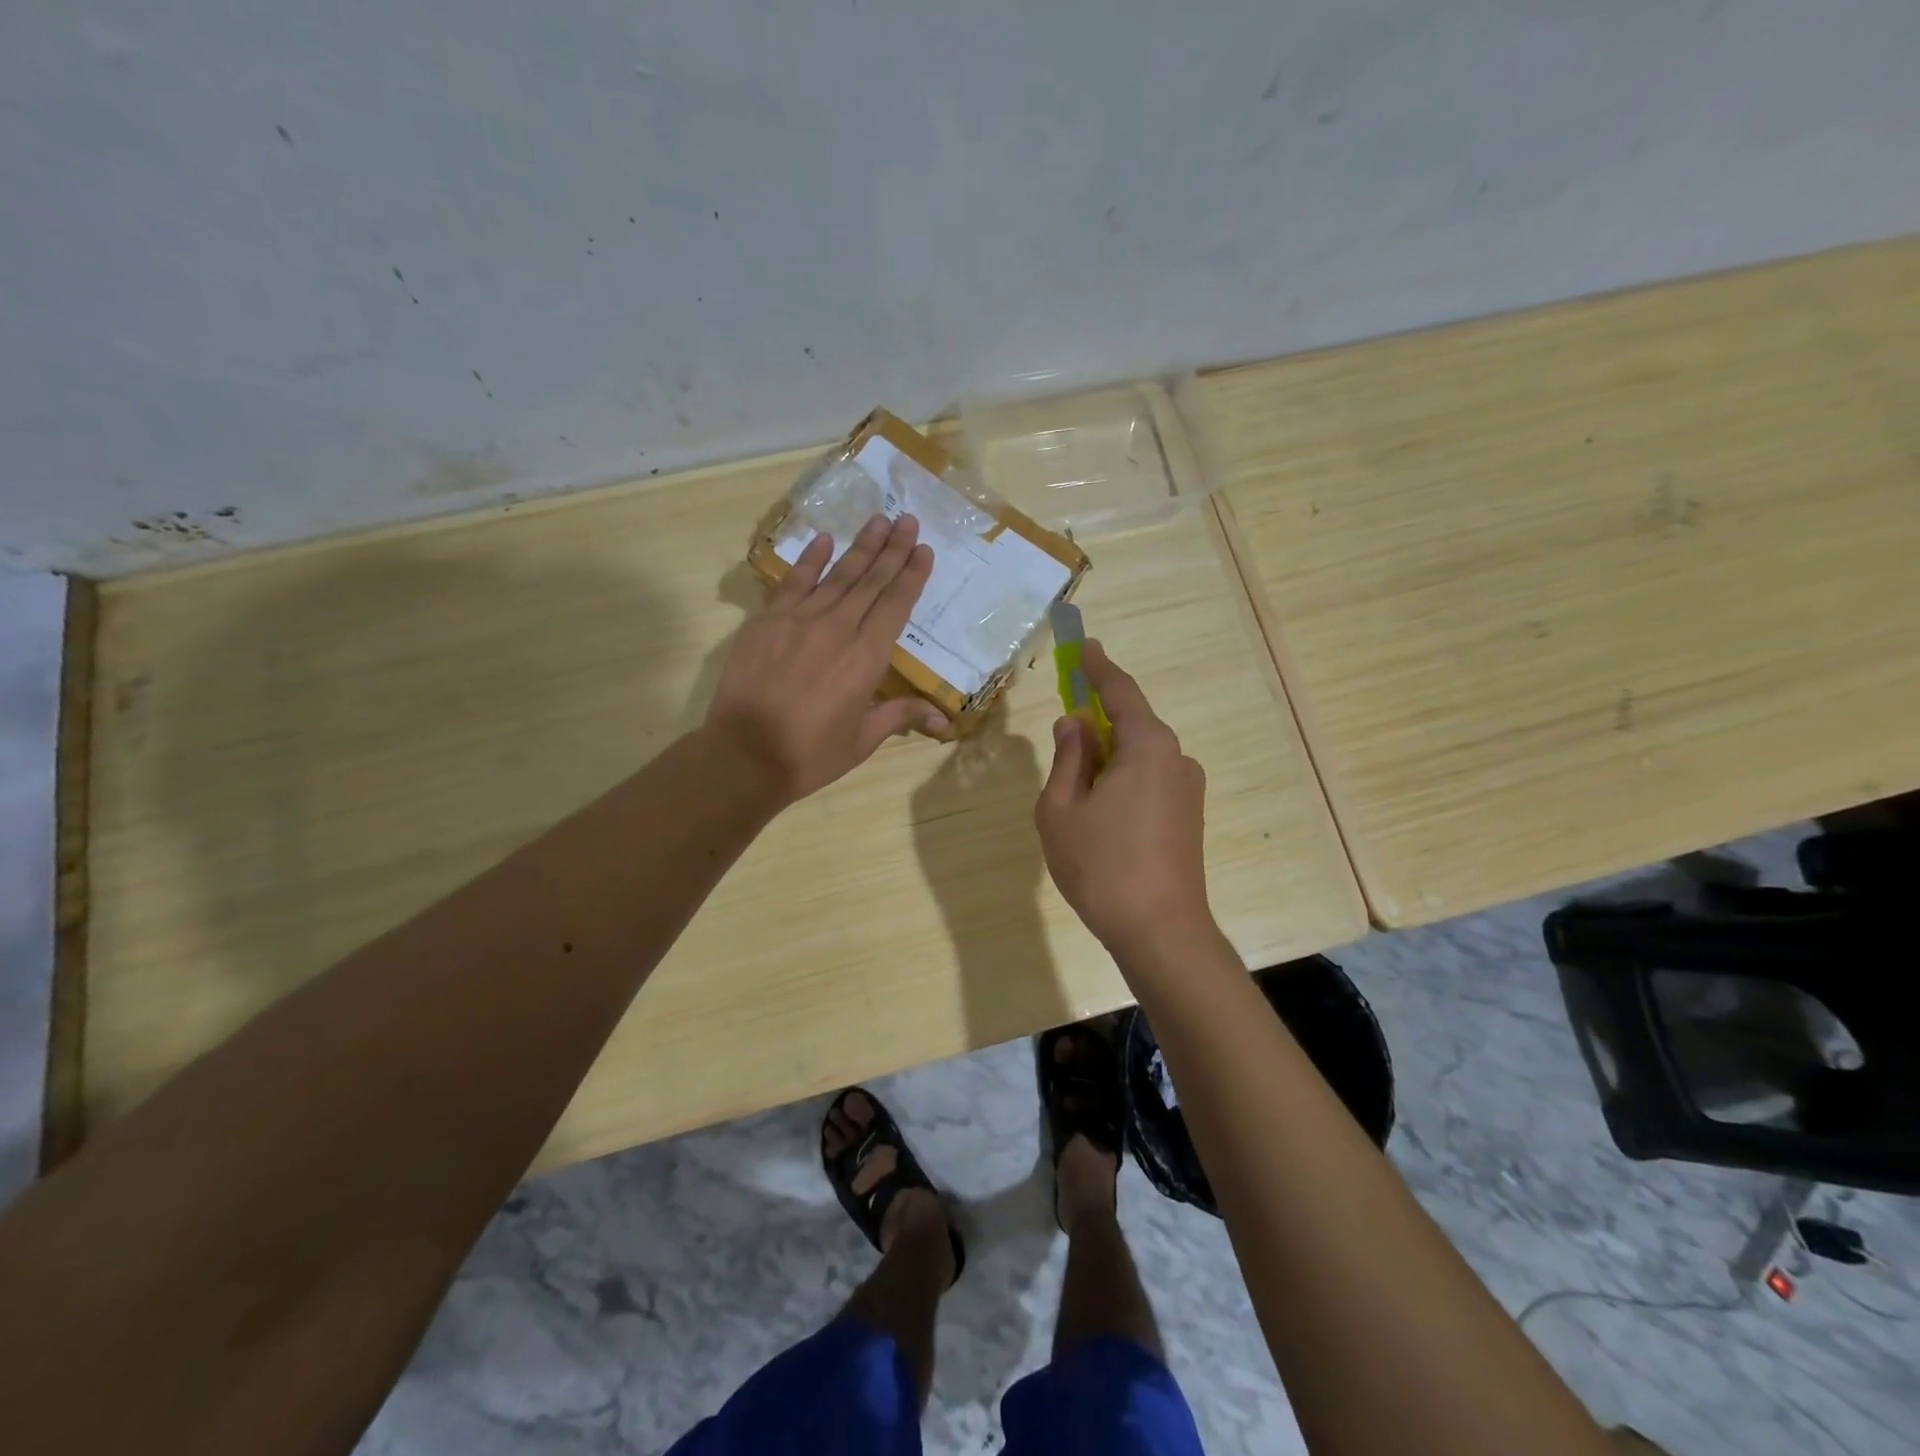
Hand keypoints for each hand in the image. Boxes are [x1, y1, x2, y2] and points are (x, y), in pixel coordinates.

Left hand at [706, 514, 946, 804]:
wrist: (744, 755)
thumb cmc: (810, 754)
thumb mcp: (862, 740)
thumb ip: (900, 716)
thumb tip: (945, 719)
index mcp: (866, 658)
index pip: (896, 605)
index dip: (911, 575)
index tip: (923, 549)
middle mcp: (838, 629)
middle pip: (870, 581)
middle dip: (892, 549)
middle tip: (908, 519)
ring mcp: (799, 620)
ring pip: (837, 575)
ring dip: (860, 547)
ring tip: (878, 520)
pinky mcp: (767, 621)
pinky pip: (793, 582)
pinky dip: (810, 560)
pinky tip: (823, 540)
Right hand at [1035, 641, 1214, 956]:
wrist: (1161, 932)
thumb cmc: (1101, 866)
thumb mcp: (1062, 809)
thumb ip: (1067, 759)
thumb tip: (1075, 724)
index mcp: (1147, 747)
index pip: (1120, 692)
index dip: (1097, 667)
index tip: (1083, 645)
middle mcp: (1176, 758)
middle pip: (1131, 724)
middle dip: (1097, 722)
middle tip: (1064, 732)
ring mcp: (1188, 789)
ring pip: (1139, 755)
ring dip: (1107, 757)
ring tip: (1074, 792)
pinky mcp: (1189, 816)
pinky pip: (1150, 779)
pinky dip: (1122, 778)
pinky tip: (1100, 812)